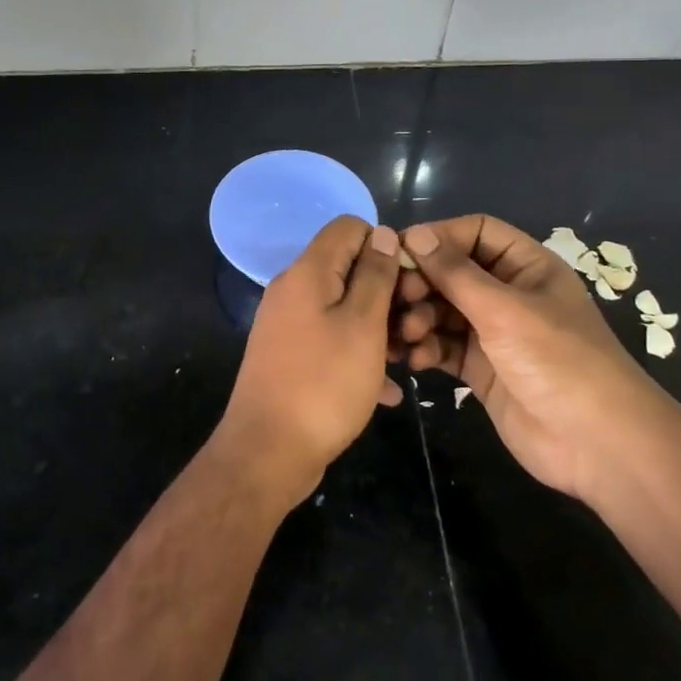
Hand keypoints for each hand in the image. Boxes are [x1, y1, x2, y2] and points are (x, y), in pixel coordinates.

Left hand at [214, 217, 404, 506]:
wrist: (267, 453)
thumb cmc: (323, 384)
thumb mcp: (363, 326)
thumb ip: (375, 275)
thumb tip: (381, 232)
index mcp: (308, 271)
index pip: (350, 227)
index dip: (385, 246)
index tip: (410, 282)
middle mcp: (294, 289)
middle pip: (349, 268)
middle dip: (388, 293)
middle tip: (413, 329)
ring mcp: (290, 324)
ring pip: (346, 308)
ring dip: (380, 329)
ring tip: (407, 361)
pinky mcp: (292, 355)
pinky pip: (334, 341)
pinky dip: (361, 356)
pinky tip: (388, 391)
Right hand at [393, 216, 667, 501]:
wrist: (599, 446)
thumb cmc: (558, 361)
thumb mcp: (505, 310)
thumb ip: (455, 272)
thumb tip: (414, 233)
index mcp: (525, 266)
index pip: (476, 232)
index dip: (439, 236)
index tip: (401, 251)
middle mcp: (508, 293)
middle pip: (452, 271)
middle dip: (422, 282)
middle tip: (398, 297)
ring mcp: (494, 332)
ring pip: (442, 309)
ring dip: (418, 317)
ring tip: (407, 333)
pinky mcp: (481, 368)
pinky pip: (444, 346)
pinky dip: (426, 348)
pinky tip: (414, 359)